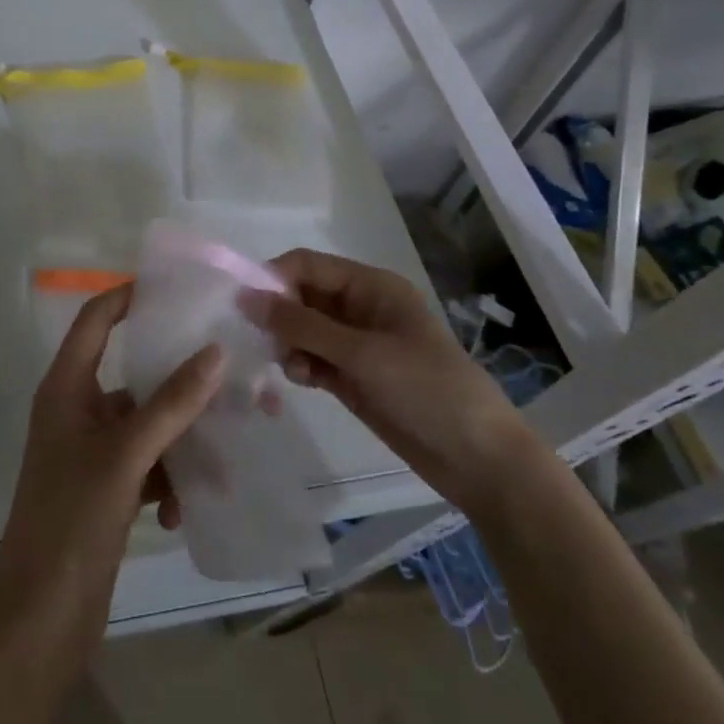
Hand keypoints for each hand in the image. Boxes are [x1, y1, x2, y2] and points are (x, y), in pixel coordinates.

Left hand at [0, 284, 224, 690]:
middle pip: (131, 374)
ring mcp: (91, 452)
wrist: (40, 620)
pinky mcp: (105, 489)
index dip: (128, 297)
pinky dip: (169, 479)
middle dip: (177, 379)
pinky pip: (147, 465)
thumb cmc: (72, 520)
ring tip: (225, 450)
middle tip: (227, 371)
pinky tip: (186, 509)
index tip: (176, 289)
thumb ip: (171, 403)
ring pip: (146, 424)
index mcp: (66, 388)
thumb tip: (215, 351)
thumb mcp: (125, 456)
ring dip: (181, 438)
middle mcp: (76, 411)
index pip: (95, 320)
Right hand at [238, 249, 528, 512]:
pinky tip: (304, 381)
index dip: (274, 278)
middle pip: (302, 295)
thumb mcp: (361, 353)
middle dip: (279, 315)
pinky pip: (312, 358)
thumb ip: (301, 325)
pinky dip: (301, 365)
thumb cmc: (425, 389)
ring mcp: (356, 344)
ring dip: (289, 344)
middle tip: (263, 343)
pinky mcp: (352, 376)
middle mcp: (360, 307)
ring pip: (302, 329)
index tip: (245, 307)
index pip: (308, 264)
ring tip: (293, 368)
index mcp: (370, 286)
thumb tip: (245, 297)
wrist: (478, 459)